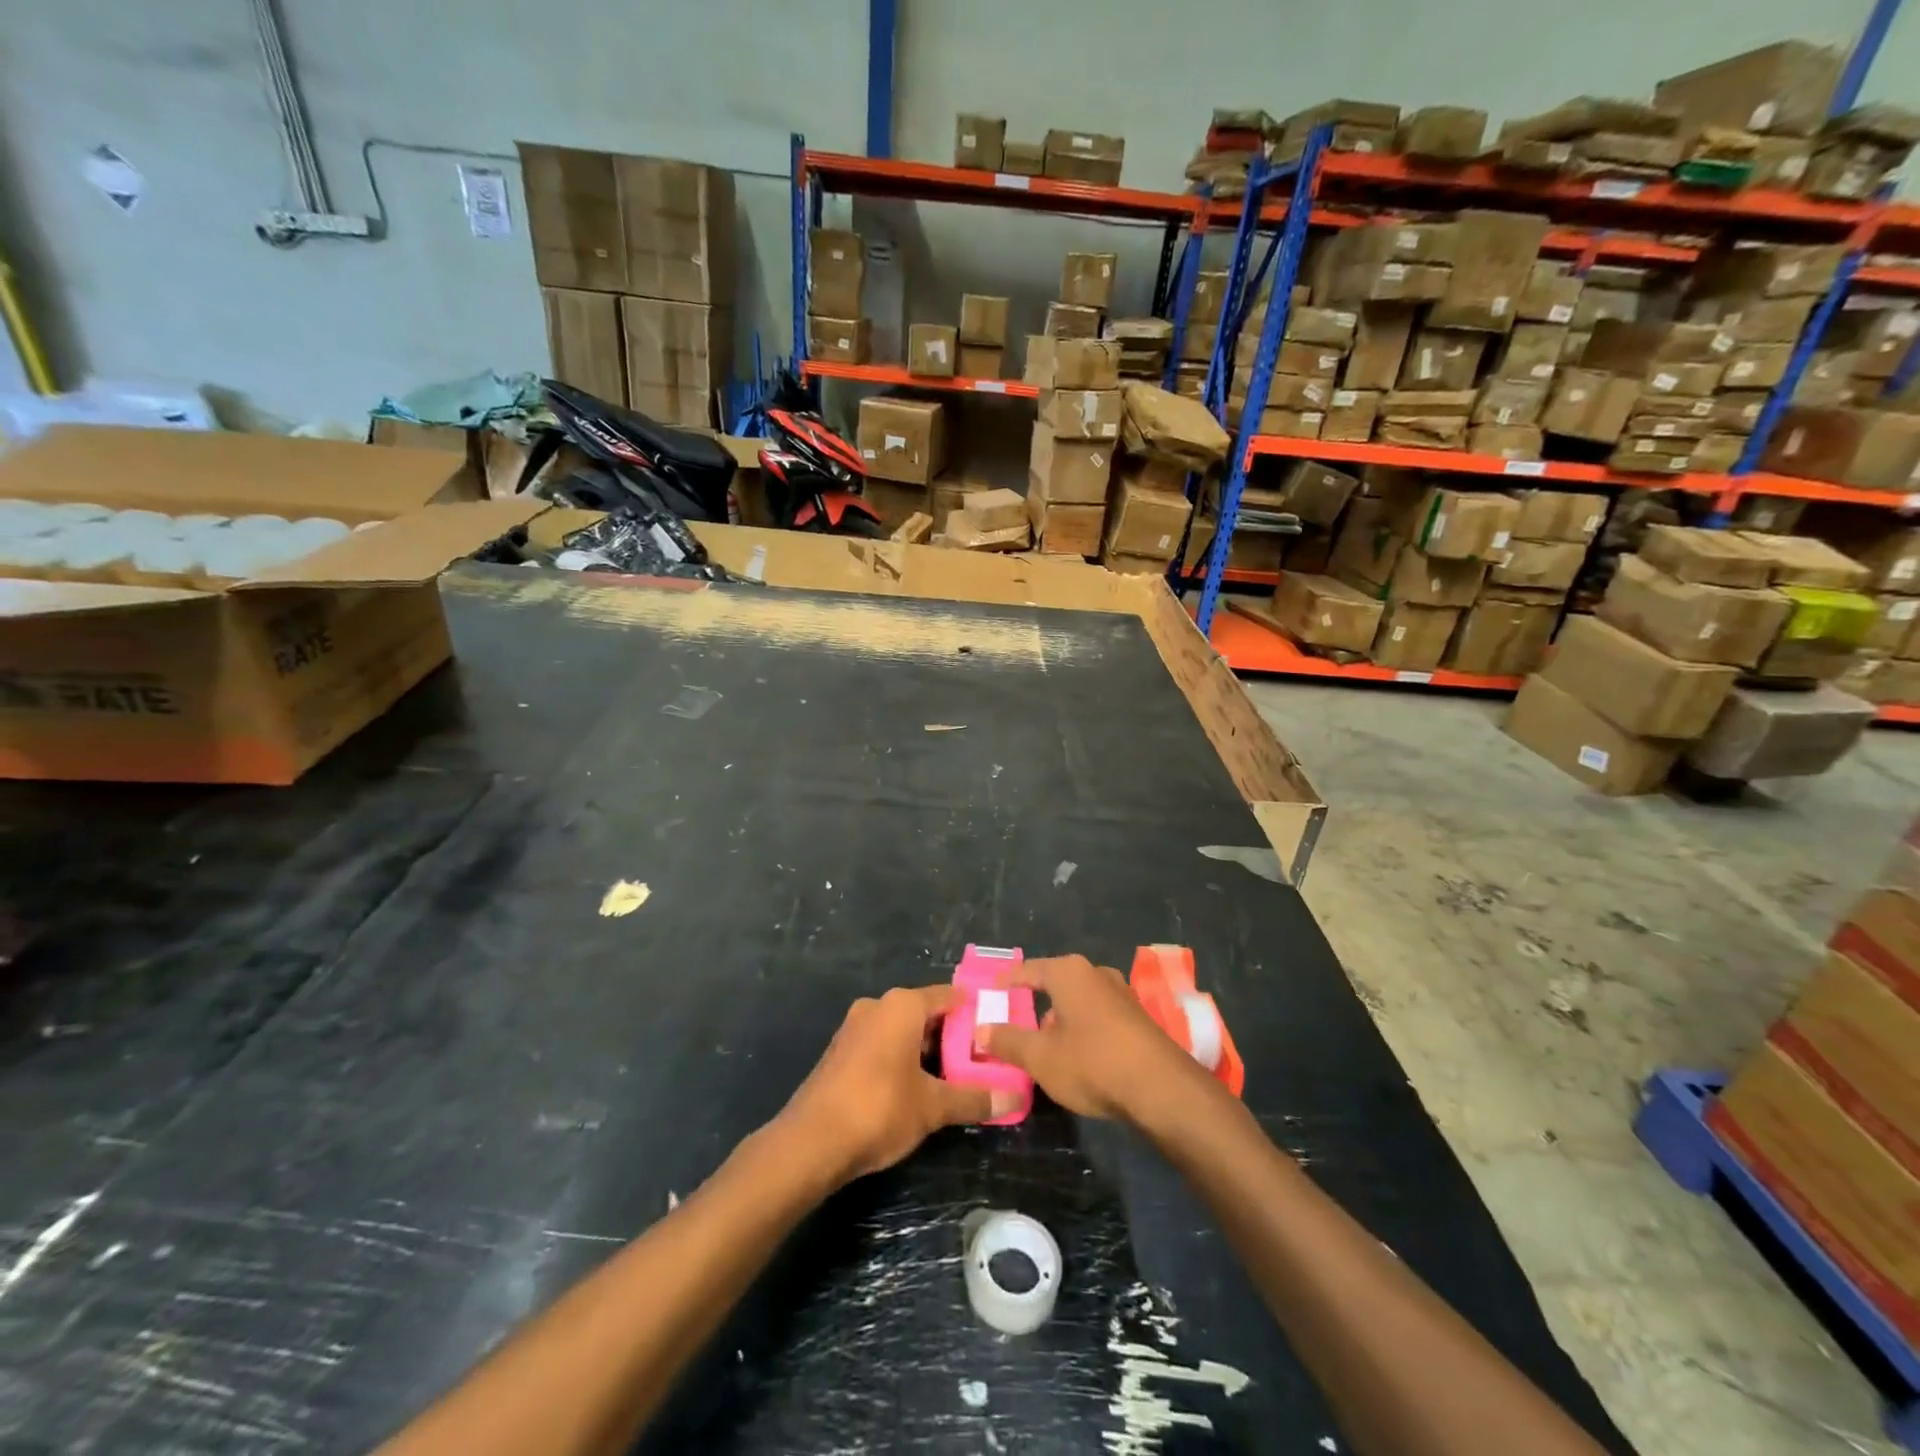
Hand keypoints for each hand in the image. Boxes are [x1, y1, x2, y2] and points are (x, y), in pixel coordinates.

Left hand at [780, 985, 1008, 1184]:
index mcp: (901, 1006)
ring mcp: (854, 1028)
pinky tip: (918, 1089)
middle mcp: (877, 1006)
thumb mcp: (933, 1107)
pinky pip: (883, 1046)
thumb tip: (1014, 1099)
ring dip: (928, 1052)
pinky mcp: (841, 1052)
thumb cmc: (878, 1109)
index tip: (998, 1030)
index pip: (949, 996)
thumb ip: (974, 1099)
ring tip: (956, 1079)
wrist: (810, 1142)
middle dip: (953, 1037)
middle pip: (926, 1014)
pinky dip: (903, 1060)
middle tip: (982, 1061)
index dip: (976, 1012)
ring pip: (903, 1032)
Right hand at [977, 955, 1206, 1123]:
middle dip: (1036, 1002)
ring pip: (1080, 1001)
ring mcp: (1122, 993)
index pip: (1029, 969)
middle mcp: (1096, 973)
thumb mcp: (1040, 1056)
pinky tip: (1079, 1054)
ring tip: (1046, 1045)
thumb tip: (981, 1030)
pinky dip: (1084, 1028)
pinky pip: (1100, 1015)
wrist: (1161, 1088)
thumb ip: (1007, 1041)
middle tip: (1017, 1022)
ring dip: (1062, 1018)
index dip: (1007, 981)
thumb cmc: (1092, 1062)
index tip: (991, 990)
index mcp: (1069, 973)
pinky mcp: (1139, 1017)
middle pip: (1056, 983)